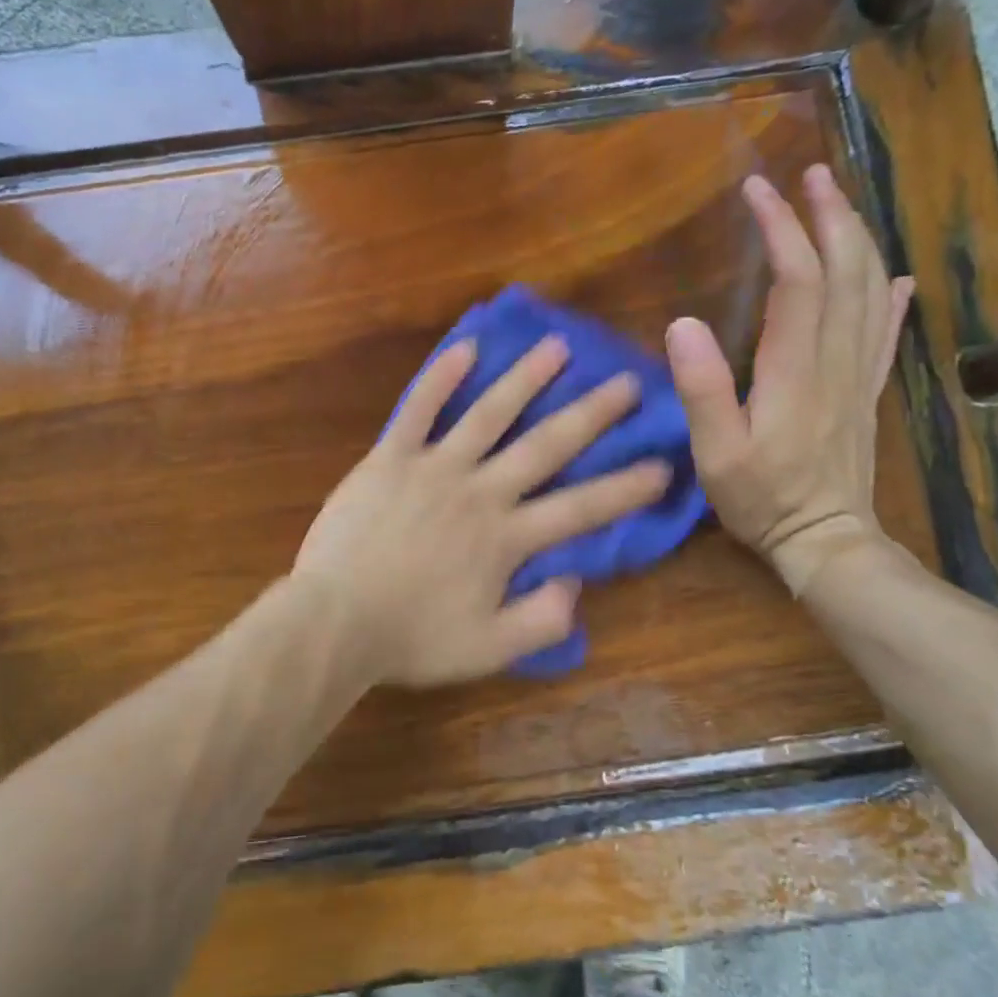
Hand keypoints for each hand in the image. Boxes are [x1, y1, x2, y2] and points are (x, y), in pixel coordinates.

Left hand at [294, 336, 672, 686]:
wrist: (334, 620)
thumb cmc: (411, 638)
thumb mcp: (488, 650)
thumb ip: (540, 620)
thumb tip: (576, 581)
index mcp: (505, 538)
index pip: (580, 509)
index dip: (625, 488)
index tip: (663, 465)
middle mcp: (479, 492)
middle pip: (545, 447)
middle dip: (591, 415)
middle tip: (628, 383)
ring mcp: (434, 468)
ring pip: (488, 414)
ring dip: (525, 379)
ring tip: (557, 346)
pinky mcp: (390, 457)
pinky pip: (417, 409)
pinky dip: (440, 378)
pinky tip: (465, 347)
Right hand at [665, 166, 914, 594]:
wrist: (827, 542)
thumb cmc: (763, 500)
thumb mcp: (716, 453)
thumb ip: (702, 389)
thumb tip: (682, 324)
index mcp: (796, 369)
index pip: (798, 280)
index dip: (782, 230)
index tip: (758, 192)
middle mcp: (836, 360)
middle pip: (846, 272)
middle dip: (830, 216)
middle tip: (810, 176)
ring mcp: (859, 375)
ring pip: (870, 292)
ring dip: (858, 241)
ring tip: (840, 205)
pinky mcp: (866, 393)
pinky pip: (887, 333)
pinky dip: (892, 297)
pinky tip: (896, 276)